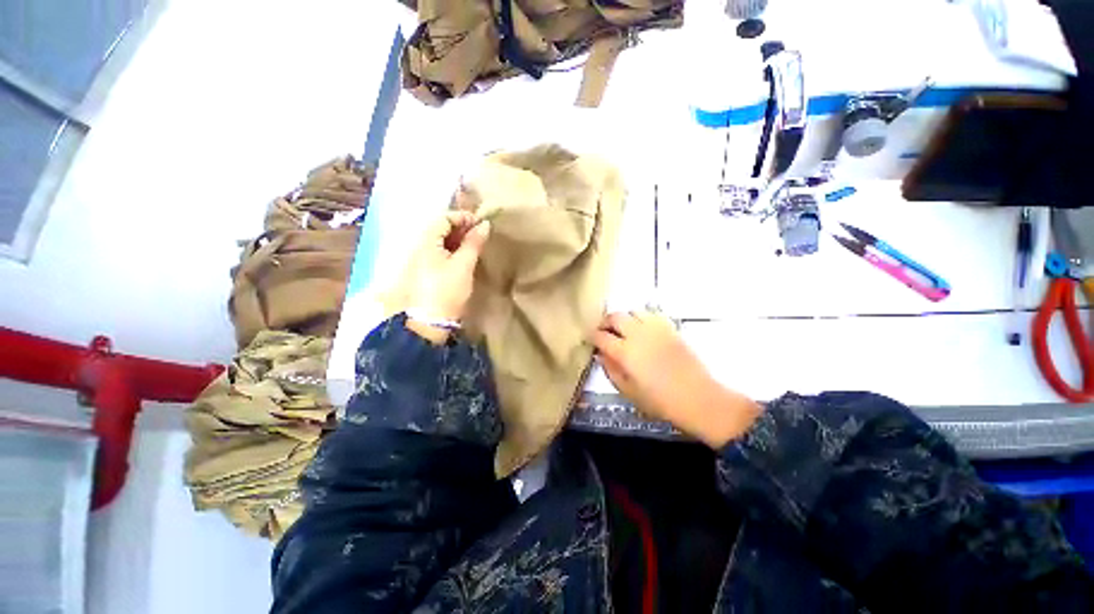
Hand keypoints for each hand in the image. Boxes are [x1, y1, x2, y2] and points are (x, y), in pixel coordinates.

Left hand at [395, 212, 490, 342]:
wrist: (430, 321)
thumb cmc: (447, 290)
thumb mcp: (463, 265)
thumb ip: (473, 243)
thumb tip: (485, 224)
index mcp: (426, 241)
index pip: (443, 218)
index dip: (462, 217)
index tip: (481, 223)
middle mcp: (420, 246)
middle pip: (440, 228)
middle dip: (461, 228)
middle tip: (480, 234)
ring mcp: (422, 259)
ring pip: (441, 241)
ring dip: (458, 239)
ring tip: (476, 245)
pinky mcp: (426, 271)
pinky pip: (440, 252)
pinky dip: (453, 250)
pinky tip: (464, 257)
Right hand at [592, 311, 761, 447]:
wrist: (698, 398)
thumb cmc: (660, 401)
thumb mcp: (628, 392)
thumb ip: (611, 370)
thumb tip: (601, 355)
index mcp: (625, 352)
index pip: (601, 336)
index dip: (593, 337)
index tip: (591, 340)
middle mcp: (638, 335)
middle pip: (615, 317)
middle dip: (605, 322)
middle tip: (604, 332)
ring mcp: (656, 329)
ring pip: (633, 311)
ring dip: (624, 318)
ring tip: (623, 330)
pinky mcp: (670, 328)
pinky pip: (651, 314)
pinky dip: (642, 318)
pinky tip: (642, 329)